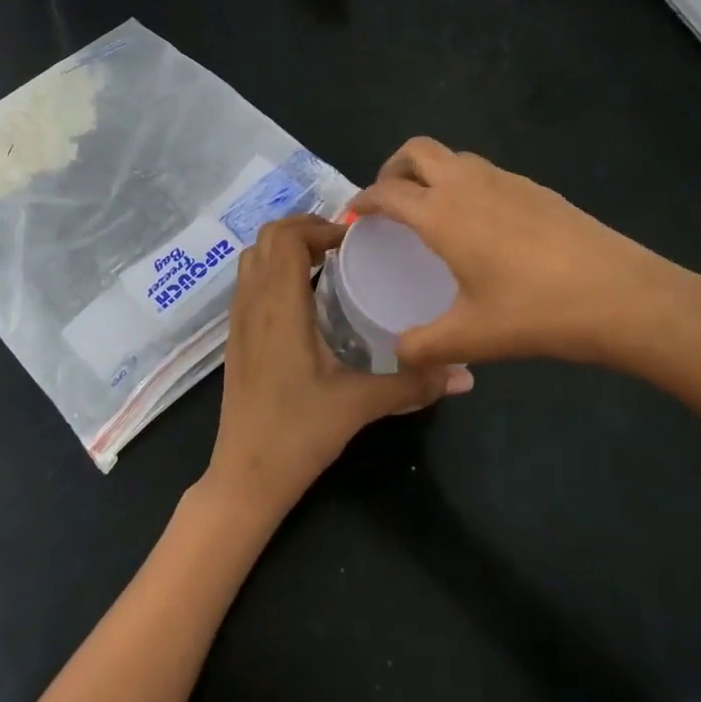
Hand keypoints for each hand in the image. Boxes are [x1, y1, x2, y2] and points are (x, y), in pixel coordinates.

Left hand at [203, 214, 472, 521]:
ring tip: (325, 264)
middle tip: (343, 246)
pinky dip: (274, 271)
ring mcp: (238, 320)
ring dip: (285, 248)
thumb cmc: (299, 433)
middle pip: (266, 238)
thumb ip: (412, 384)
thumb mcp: (360, 404)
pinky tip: (305, 300)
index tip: (355, 241)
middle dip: (303, 229)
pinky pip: (249, 283)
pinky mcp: (236, 338)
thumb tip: (465, 374)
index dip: (319, 226)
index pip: (286, 237)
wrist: (245, 475)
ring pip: (253, 259)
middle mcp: (253, 303)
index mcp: (279, 306)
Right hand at [351, 138, 700, 374]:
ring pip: (454, 156)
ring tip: (431, 211)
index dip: (364, 200)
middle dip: (392, 168)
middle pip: (416, 150)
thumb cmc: (537, 313)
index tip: (355, 215)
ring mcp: (507, 181)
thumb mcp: (472, 338)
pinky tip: (481, 225)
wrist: (625, 296)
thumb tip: (398, 353)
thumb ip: (424, 347)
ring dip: (431, 172)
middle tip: (389, 202)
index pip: (387, 192)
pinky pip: (485, 172)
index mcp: (442, 213)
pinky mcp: (537, 188)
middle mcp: (468, 185)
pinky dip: (465, 183)